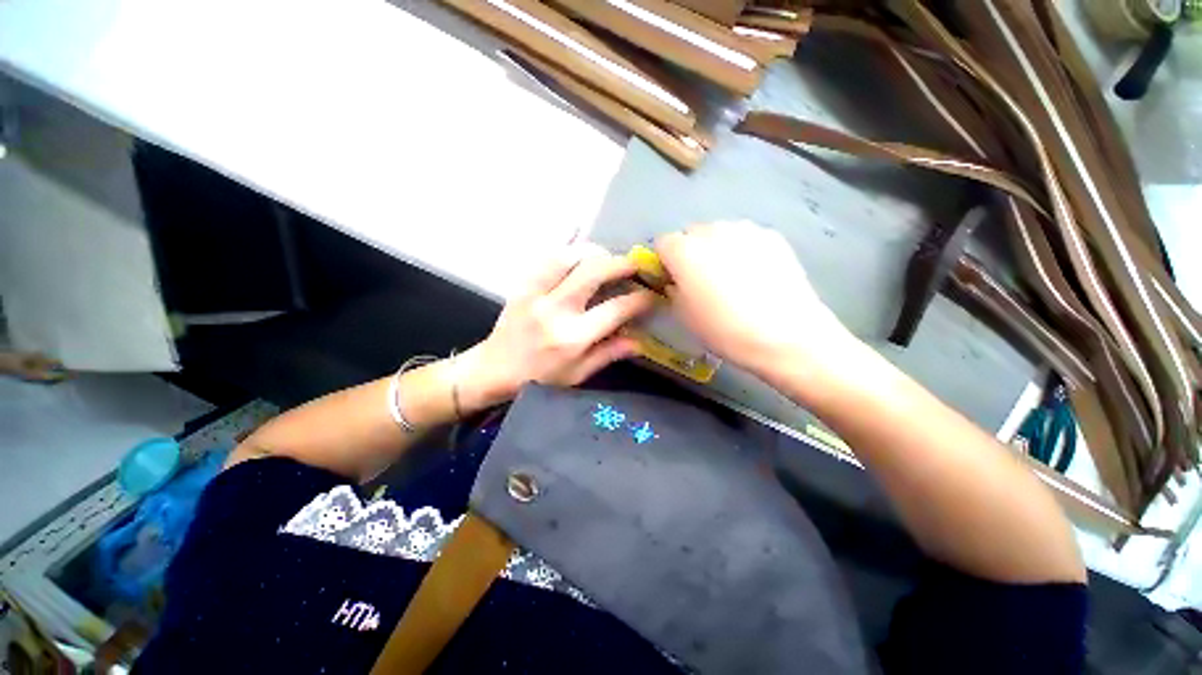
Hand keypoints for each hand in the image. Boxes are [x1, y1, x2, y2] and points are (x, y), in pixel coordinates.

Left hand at [458, 243, 655, 407]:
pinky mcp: (522, 286)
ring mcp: (536, 294)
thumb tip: (640, 340)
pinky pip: (547, 258)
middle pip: (594, 272)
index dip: (639, 299)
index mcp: (572, 338)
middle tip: (635, 264)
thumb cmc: (539, 378)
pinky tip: (579, 256)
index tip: (650, 295)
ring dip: (594, 253)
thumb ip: (609, 354)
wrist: (494, 369)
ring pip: (569, 257)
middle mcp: (556, 311)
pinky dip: (568, 252)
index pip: (615, 309)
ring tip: (607, 258)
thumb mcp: (578, 375)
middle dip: (621, 263)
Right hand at [655, 221, 856, 383]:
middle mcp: (712, 231)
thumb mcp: (684, 316)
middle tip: (703, 281)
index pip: (663, 243)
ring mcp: (745, 230)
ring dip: (718, 249)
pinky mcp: (773, 236)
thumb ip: (673, 290)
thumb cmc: (724, 330)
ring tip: (734, 279)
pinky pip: (746, 239)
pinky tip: (757, 277)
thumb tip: (676, 281)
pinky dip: (744, 251)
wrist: (785, 335)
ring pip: (720, 234)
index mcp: (684, 251)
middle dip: (691, 253)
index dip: (666, 262)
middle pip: (691, 234)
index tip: (674, 280)